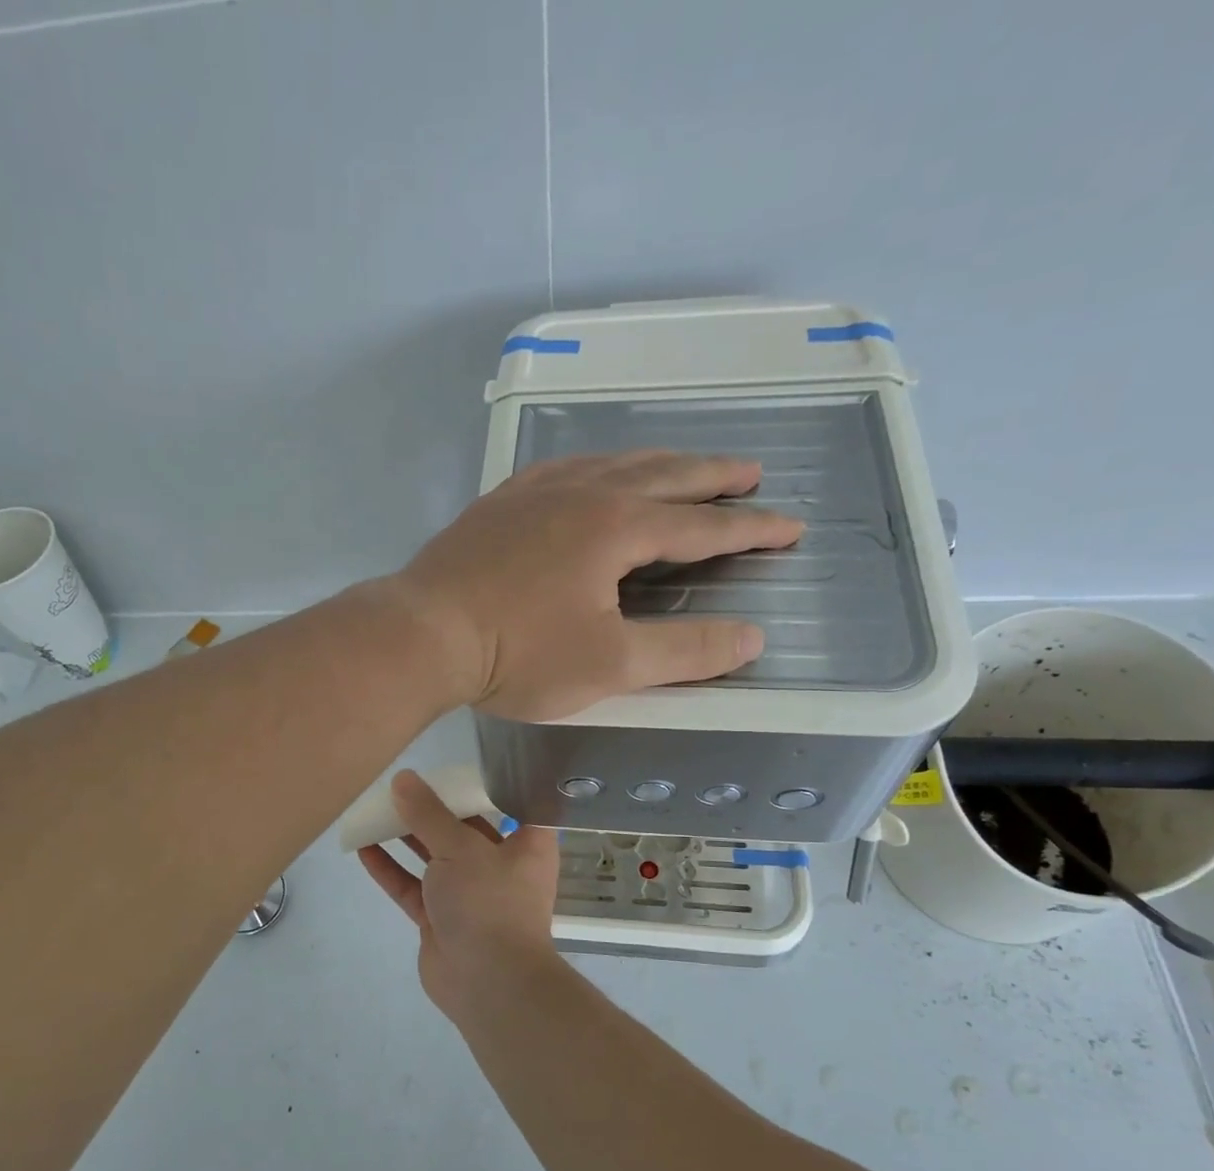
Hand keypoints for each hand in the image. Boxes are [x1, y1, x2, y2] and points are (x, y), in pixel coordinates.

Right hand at [358, 771, 560, 1012]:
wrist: (488, 983)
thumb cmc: (489, 902)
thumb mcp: (460, 847)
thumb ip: (428, 814)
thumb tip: (402, 779)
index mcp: (526, 845)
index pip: (512, 806)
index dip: (488, 786)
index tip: (459, 768)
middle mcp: (501, 866)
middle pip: (466, 829)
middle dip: (435, 810)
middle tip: (405, 784)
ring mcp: (469, 895)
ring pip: (435, 858)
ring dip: (407, 837)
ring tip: (377, 809)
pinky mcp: (440, 919)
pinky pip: (413, 887)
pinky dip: (391, 869)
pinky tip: (364, 848)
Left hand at [394, 451, 801, 720]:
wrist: (423, 633)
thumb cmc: (519, 653)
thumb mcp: (610, 664)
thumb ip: (684, 651)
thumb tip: (751, 638)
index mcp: (617, 526)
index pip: (701, 526)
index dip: (750, 528)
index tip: (790, 525)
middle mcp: (582, 492)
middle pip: (662, 475)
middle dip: (712, 476)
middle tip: (750, 471)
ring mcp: (534, 492)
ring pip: (611, 463)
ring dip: (656, 464)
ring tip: (681, 467)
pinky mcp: (499, 503)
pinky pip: (562, 470)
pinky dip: (596, 468)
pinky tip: (589, 475)